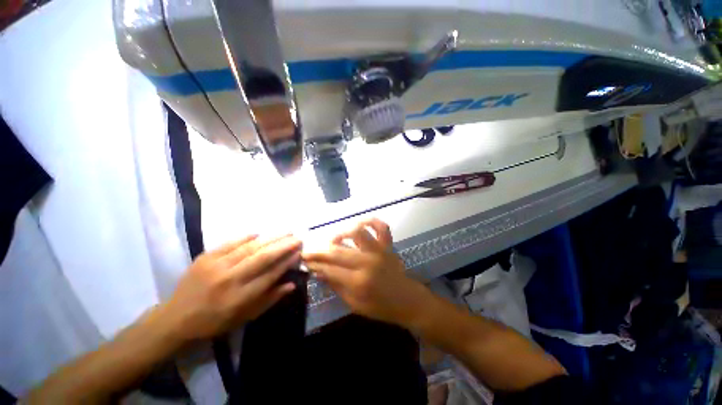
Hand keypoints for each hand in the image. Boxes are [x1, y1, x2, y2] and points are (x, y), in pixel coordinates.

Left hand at [158, 235, 301, 342]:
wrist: (175, 318)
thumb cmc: (214, 322)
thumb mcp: (244, 318)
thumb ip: (269, 300)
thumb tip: (292, 284)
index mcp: (240, 298)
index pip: (270, 275)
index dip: (287, 262)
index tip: (299, 252)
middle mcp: (230, 280)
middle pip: (262, 258)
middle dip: (284, 246)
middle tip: (298, 237)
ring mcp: (216, 266)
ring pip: (249, 248)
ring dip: (271, 238)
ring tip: (286, 231)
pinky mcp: (205, 258)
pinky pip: (230, 243)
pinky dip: (246, 237)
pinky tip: (259, 233)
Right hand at [303, 219, 429, 326]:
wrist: (407, 300)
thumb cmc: (381, 306)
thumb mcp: (355, 304)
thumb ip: (336, 286)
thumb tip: (318, 272)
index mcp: (359, 282)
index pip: (330, 269)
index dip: (315, 264)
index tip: (304, 261)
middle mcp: (368, 262)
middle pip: (338, 252)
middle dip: (319, 251)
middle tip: (309, 251)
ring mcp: (379, 251)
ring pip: (357, 232)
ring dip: (342, 234)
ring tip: (335, 240)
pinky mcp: (387, 245)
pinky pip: (381, 227)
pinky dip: (371, 221)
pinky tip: (360, 225)